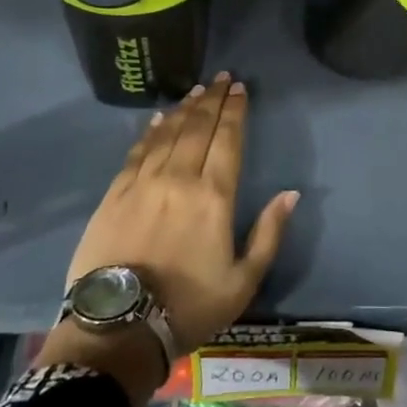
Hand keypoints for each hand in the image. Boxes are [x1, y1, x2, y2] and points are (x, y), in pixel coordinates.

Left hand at [38, 76, 298, 406]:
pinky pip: (137, 151)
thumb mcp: (243, 281)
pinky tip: (158, 118)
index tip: (240, 90)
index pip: (228, 140)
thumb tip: (290, 194)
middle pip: (199, 128)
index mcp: (214, 196)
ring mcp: (144, 182)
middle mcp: (180, 178)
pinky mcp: (115, 193)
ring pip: (168, 133)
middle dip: (213, 100)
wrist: (119, 327)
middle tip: (222, 79)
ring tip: (196, 91)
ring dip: (184, 109)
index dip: (235, 112)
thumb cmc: (189, 307)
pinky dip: (151, 131)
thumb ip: (268, 234)